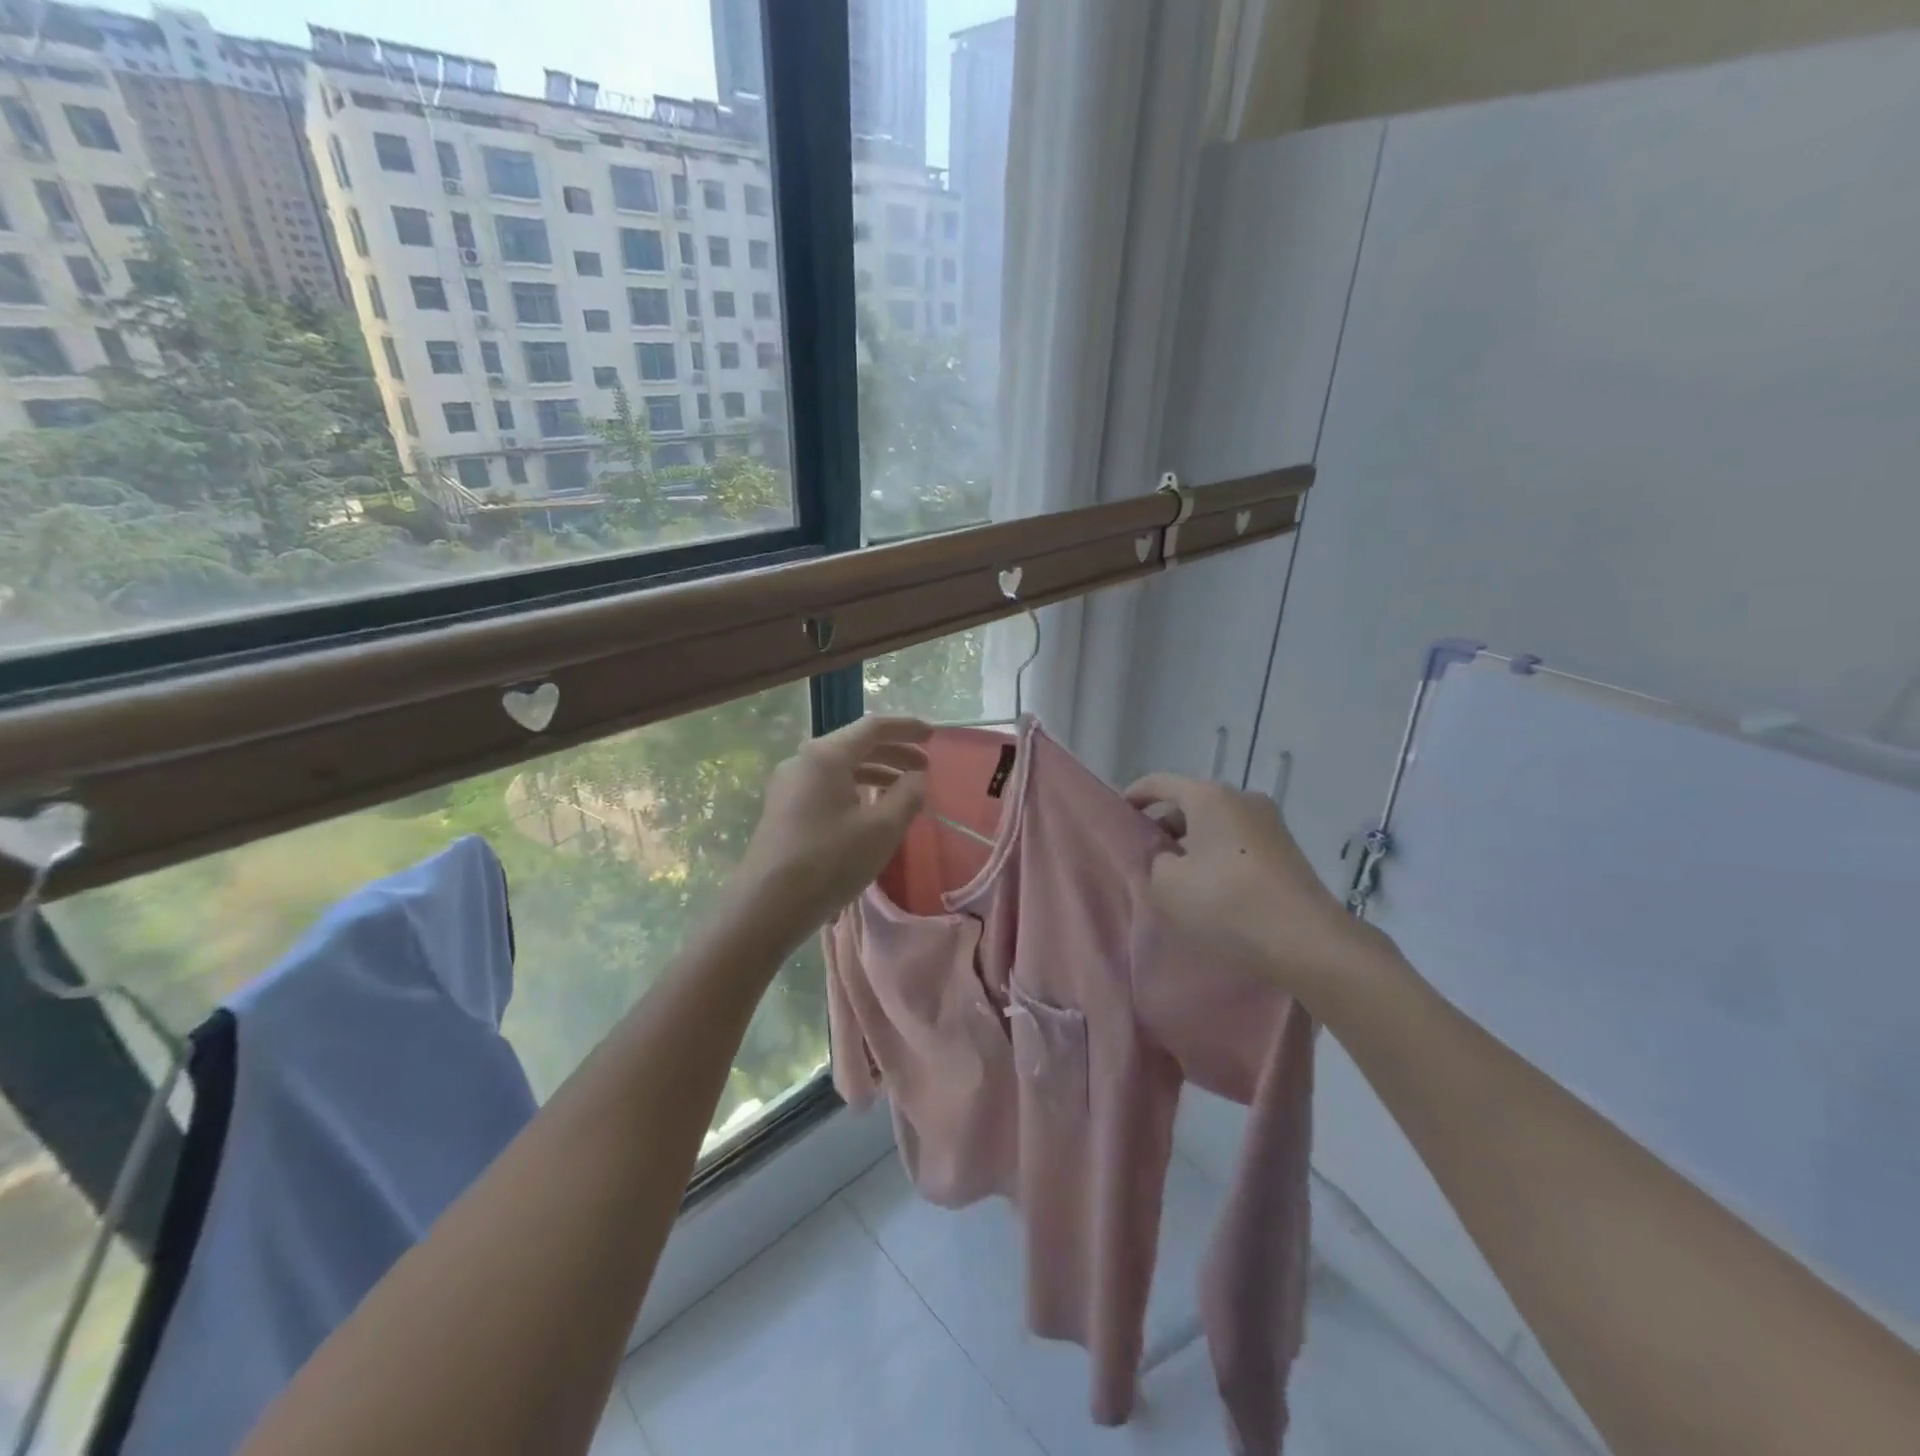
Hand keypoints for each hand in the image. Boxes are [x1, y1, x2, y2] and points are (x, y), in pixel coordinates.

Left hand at [735, 715, 930, 943]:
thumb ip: (907, 795)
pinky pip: (827, 786)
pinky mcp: (783, 808)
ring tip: (904, 789)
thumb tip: (917, 777)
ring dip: (876, 772)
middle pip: (856, 745)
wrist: (767, 906)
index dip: (907, 728)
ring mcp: (788, 784)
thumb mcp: (882, 829)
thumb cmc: (830, 861)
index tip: (934, 735)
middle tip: (925, 767)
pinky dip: (855, 788)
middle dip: (894, 752)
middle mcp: (803, 760)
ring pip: (841, 767)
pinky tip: (871, 809)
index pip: (873, 727)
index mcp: (826, 755)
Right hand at [1123, 773, 1382, 1005]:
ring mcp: (1270, 824)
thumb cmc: (1226, 902)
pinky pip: (1238, 843)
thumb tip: (1169, 858)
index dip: (1135, 795)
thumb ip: (1154, 862)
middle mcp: (1242, 799)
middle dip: (1165, 825)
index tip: (1118, 813)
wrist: (1306, 941)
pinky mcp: (1286, 851)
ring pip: (1216, 824)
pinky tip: (1209, 888)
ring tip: (1175, 876)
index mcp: (1209, 796)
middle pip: (1191, 803)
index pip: (1160, 782)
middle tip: (1145, 854)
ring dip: (1193, 843)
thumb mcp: (1166, 885)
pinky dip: (1217, 856)